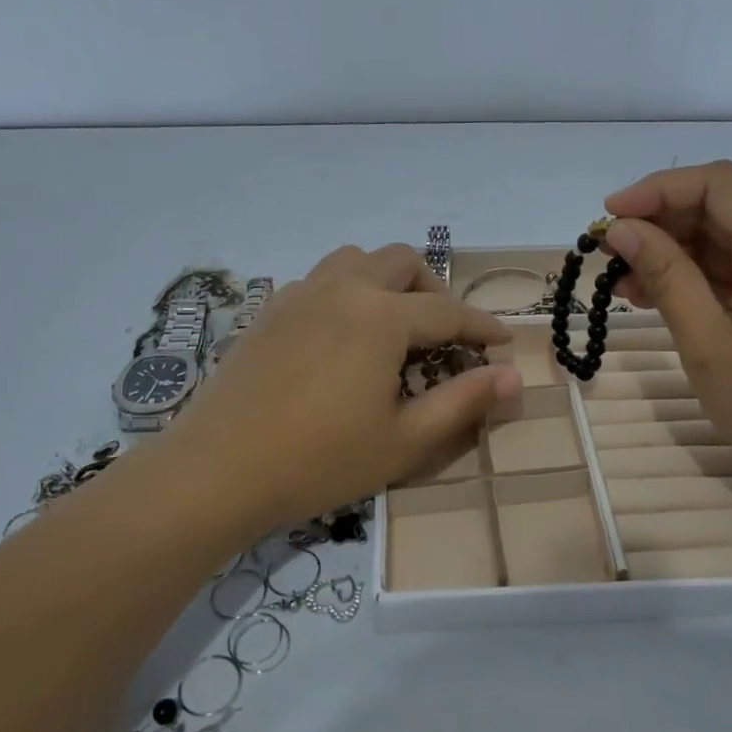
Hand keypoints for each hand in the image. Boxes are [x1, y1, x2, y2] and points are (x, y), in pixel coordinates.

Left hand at [162, 245, 521, 533]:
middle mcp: (342, 289)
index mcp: (381, 316)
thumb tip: (514, 376)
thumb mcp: (405, 441)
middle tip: (445, 335)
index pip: (448, 313)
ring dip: (386, 280)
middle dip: (434, 291)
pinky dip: (346, 291)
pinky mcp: (269, 311)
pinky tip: (342, 336)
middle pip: (401, 262)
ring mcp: (299, 295)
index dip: (483, 327)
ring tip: (394, 325)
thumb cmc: (320, 460)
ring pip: (355, 259)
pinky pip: (319, 280)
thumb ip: (463, 402)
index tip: (505, 342)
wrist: (218, 471)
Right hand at [602, 161, 731, 506]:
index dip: (656, 190)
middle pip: (725, 206)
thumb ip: (665, 276)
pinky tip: (663, 297)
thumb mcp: (707, 344)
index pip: (717, 184)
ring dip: (679, 251)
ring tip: (626, 283)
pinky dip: (704, 275)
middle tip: (610, 255)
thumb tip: (621, 230)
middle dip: (662, 223)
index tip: (608, 216)